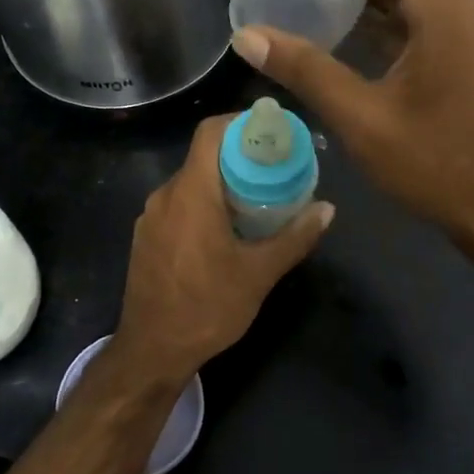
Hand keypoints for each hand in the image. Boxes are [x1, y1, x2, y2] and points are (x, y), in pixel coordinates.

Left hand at [112, 115, 333, 383]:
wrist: (152, 351)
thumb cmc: (208, 307)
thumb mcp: (259, 273)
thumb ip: (295, 236)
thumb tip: (327, 209)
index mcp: (191, 193)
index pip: (211, 132)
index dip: (241, 122)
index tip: (271, 132)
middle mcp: (165, 196)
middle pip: (203, 157)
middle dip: (240, 157)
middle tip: (276, 170)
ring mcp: (150, 218)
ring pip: (191, 183)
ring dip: (222, 184)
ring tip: (257, 200)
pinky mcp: (146, 238)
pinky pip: (178, 206)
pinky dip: (204, 204)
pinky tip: (227, 230)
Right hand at [230, 0, 473, 242]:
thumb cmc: (435, 164)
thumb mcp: (362, 118)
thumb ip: (306, 70)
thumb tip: (247, 36)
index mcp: (445, 9)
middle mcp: (463, 7)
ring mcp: (469, 32)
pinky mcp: (466, 55)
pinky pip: (421, 14)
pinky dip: (383, 11)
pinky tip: (345, 29)